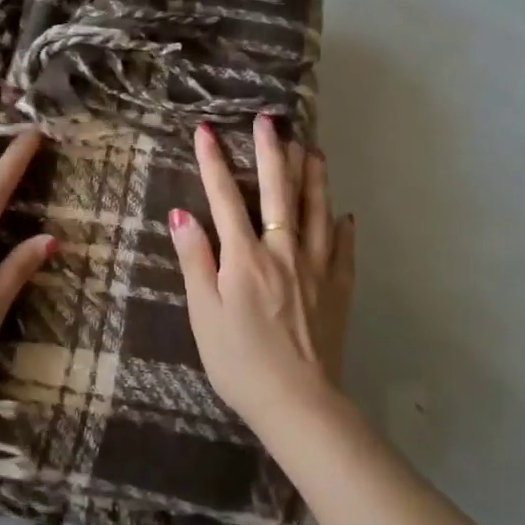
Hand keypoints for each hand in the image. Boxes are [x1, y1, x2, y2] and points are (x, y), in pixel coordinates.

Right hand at [168, 114, 354, 432]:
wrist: (300, 404)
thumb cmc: (240, 362)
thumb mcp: (204, 314)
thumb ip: (195, 261)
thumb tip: (181, 214)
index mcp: (245, 257)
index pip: (225, 197)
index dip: (213, 161)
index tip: (206, 129)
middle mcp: (283, 252)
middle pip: (278, 191)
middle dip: (272, 151)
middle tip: (270, 119)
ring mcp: (317, 268)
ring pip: (316, 210)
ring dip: (312, 175)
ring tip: (311, 147)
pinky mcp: (338, 288)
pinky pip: (343, 248)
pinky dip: (341, 226)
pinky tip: (343, 213)